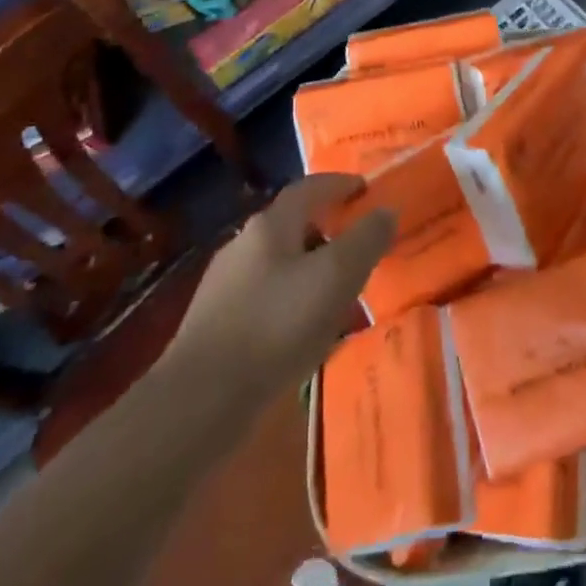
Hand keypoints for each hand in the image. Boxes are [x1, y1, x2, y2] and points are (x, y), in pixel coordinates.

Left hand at [163, 175, 395, 393]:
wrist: (199, 401)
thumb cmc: (277, 325)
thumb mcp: (337, 276)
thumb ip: (366, 239)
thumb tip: (386, 210)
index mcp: (270, 225)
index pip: (309, 188)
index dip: (340, 184)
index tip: (365, 189)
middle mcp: (243, 245)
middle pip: (292, 224)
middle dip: (326, 229)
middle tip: (358, 245)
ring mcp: (224, 286)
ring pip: (278, 263)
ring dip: (309, 268)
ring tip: (337, 293)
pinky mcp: (215, 325)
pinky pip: (265, 298)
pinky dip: (291, 300)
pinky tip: (303, 330)